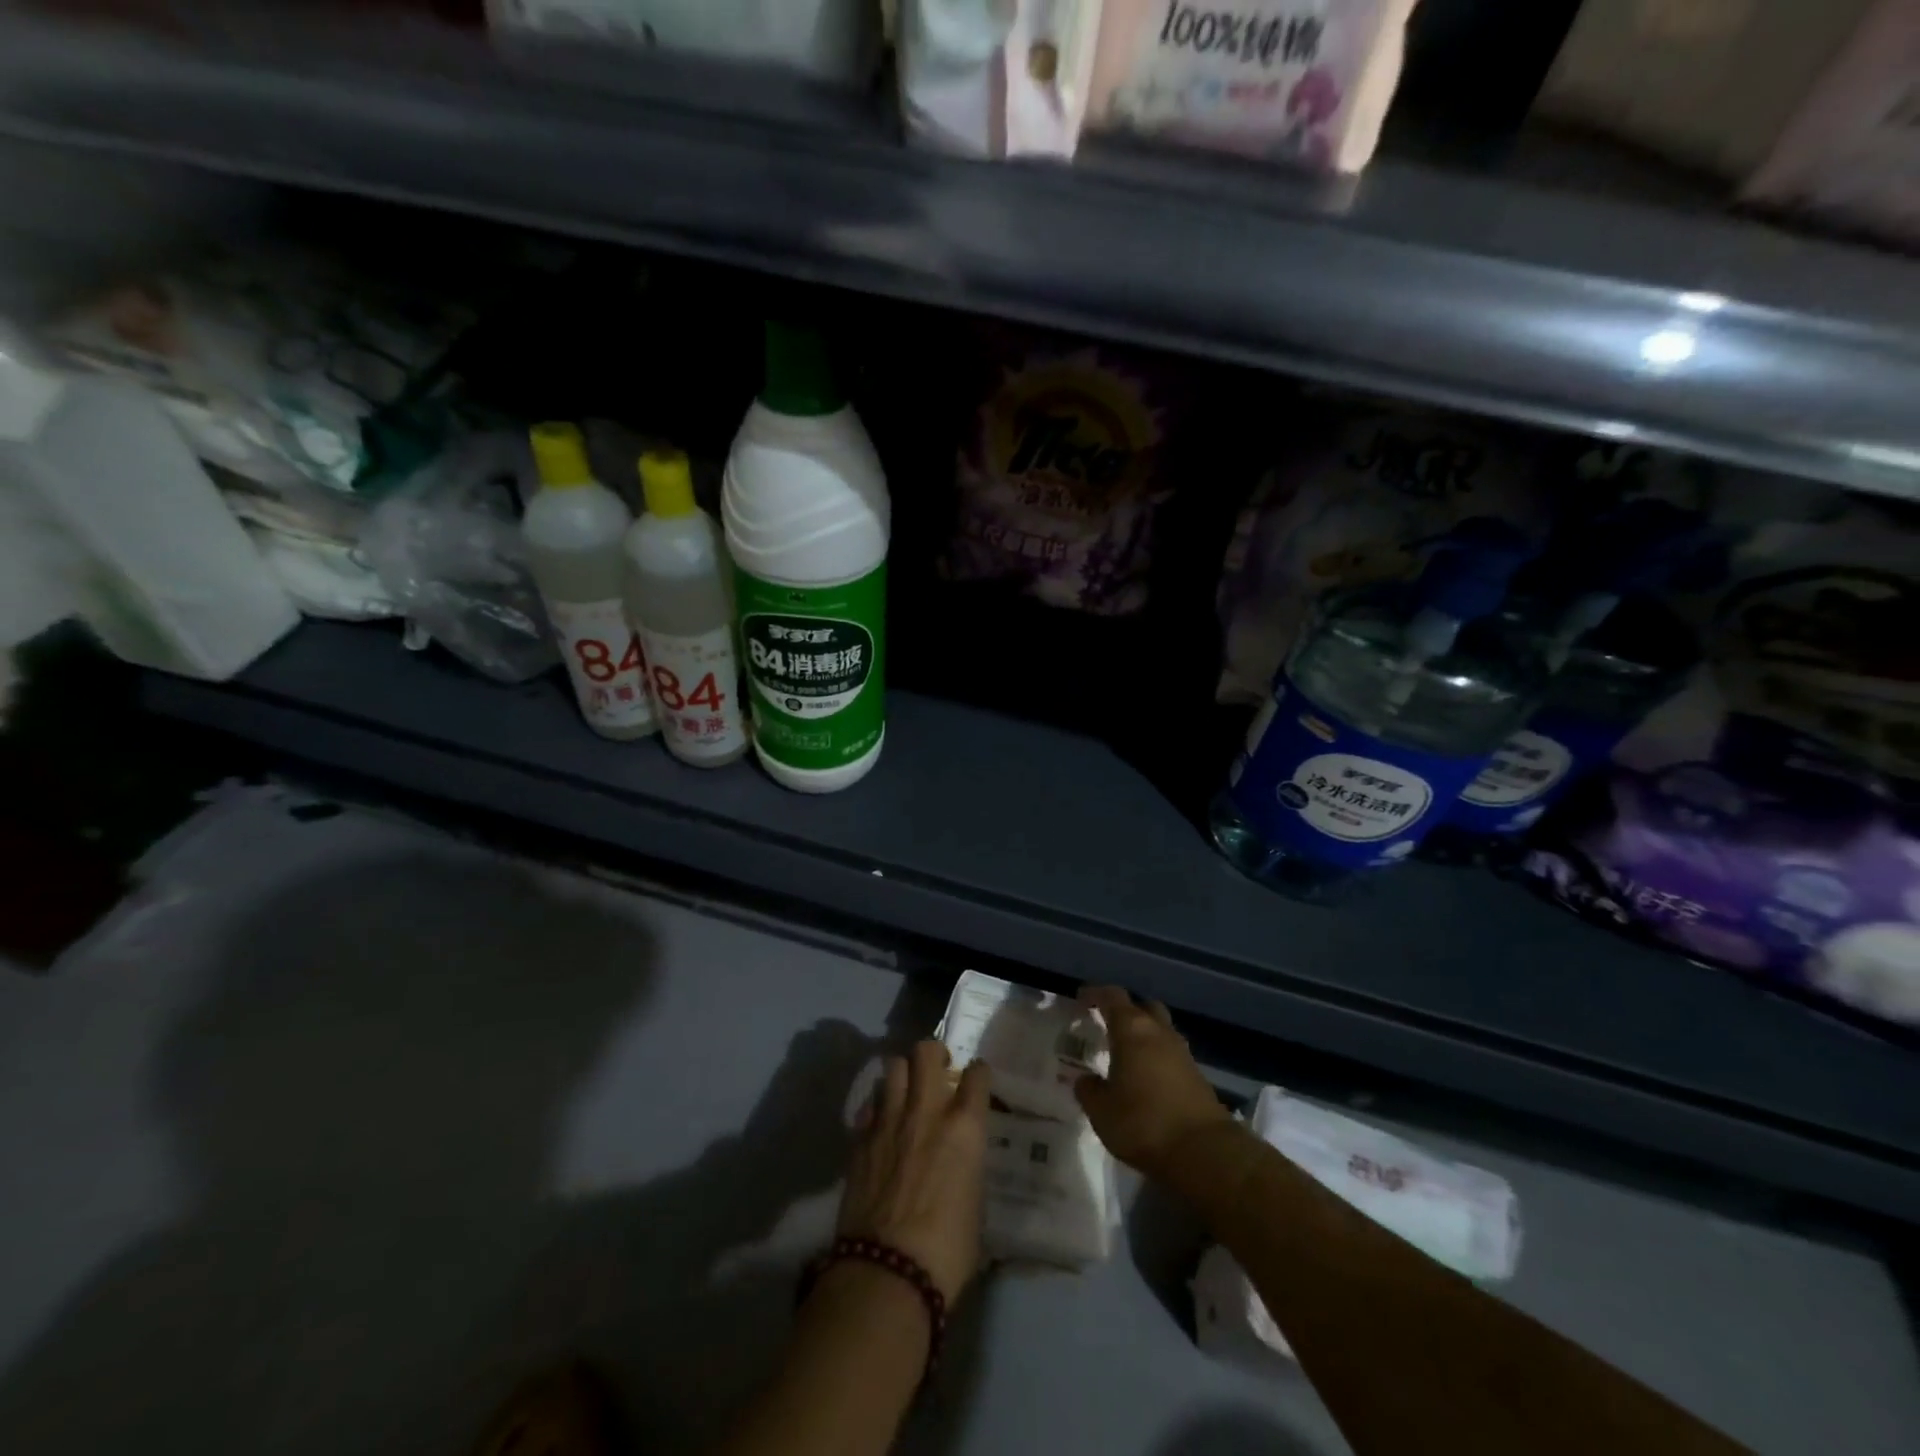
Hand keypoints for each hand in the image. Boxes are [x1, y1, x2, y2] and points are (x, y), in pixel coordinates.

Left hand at [837, 1041, 990, 1303]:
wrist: (887, 1272)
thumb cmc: (947, 1250)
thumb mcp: (975, 1205)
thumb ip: (968, 1168)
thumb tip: (961, 1165)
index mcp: (964, 1127)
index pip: (977, 1074)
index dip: (978, 1073)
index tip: (976, 1081)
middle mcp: (926, 1111)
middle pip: (926, 1051)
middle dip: (933, 1054)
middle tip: (937, 1073)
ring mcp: (888, 1120)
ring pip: (893, 1067)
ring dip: (903, 1076)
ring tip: (906, 1095)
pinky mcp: (859, 1138)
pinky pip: (870, 1104)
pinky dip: (878, 1109)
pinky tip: (882, 1127)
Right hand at [1073, 986, 1232, 1182]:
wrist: (1204, 1152)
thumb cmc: (1143, 1123)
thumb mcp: (1102, 1111)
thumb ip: (1089, 1090)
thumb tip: (1085, 1080)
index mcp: (1132, 1030)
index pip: (1112, 997)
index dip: (1095, 994)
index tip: (1081, 998)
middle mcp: (1159, 1032)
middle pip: (1143, 1007)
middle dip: (1126, 1011)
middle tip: (1107, 1025)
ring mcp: (1182, 1053)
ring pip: (1161, 1030)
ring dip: (1144, 1036)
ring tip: (1126, 1054)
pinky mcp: (1197, 1076)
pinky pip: (1171, 1055)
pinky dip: (1157, 1058)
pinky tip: (1146, 1078)